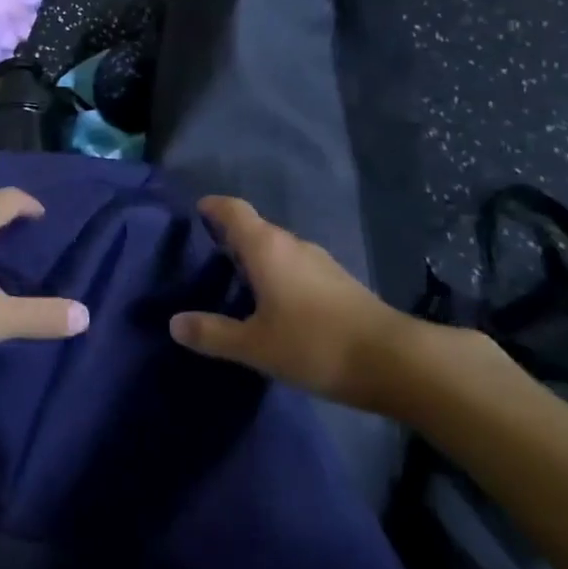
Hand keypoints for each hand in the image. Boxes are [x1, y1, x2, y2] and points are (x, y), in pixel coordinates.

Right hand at [170, 196, 432, 415]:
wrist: (393, 361)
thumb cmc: (314, 344)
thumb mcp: (255, 346)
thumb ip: (213, 333)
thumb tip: (174, 323)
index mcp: (267, 247)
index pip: (234, 210)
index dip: (213, 206)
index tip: (196, 211)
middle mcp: (292, 244)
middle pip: (255, 228)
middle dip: (230, 236)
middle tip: (206, 255)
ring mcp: (319, 262)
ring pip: (278, 248)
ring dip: (256, 257)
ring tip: (236, 281)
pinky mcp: (338, 281)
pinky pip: (296, 266)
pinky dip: (278, 274)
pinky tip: (274, 303)